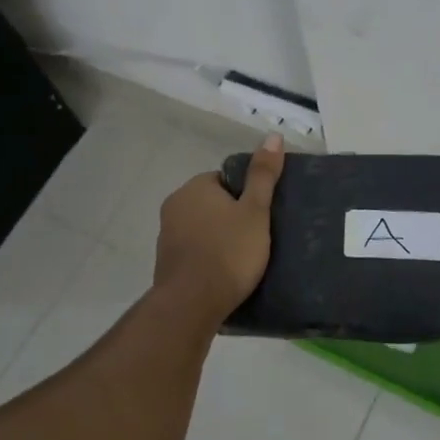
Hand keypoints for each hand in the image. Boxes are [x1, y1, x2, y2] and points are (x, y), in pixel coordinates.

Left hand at [153, 134, 284, 320]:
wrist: (192, 303)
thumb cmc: (228, 252)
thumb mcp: (255, 211)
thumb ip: (263, 175)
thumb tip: (273, 136)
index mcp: (194, 187)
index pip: (226, 180)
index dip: (247, 196)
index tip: (262, 215)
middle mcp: (175, 205)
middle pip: (213, 204)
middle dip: (232, 217)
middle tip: (258, 237)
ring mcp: (166, 235)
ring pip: (203, 228)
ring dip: (220, 238)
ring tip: (245, 257)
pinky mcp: (166, 262)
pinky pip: (194, 251)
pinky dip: (209, 257)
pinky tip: (225, 273)